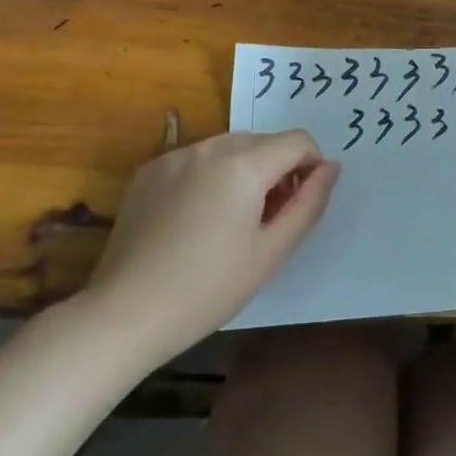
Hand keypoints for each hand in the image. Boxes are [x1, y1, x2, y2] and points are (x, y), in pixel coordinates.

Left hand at [83, 130, 339, 358]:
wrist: (124, 314)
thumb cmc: (208, 289)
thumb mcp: (272, 251)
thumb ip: (309, 203)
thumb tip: (331, 167)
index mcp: (244, 164)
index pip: (298, 141)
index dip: (311, 166)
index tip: (302, 203)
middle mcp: (210, 147)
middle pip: (264, 141)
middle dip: (278, 169)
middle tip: (270, 218)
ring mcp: (175, 156)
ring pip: (229, 147)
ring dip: (245, 169)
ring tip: (233, 220)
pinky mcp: (149, 171)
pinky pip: (196, 159)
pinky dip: (209, 175)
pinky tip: (195, 219)